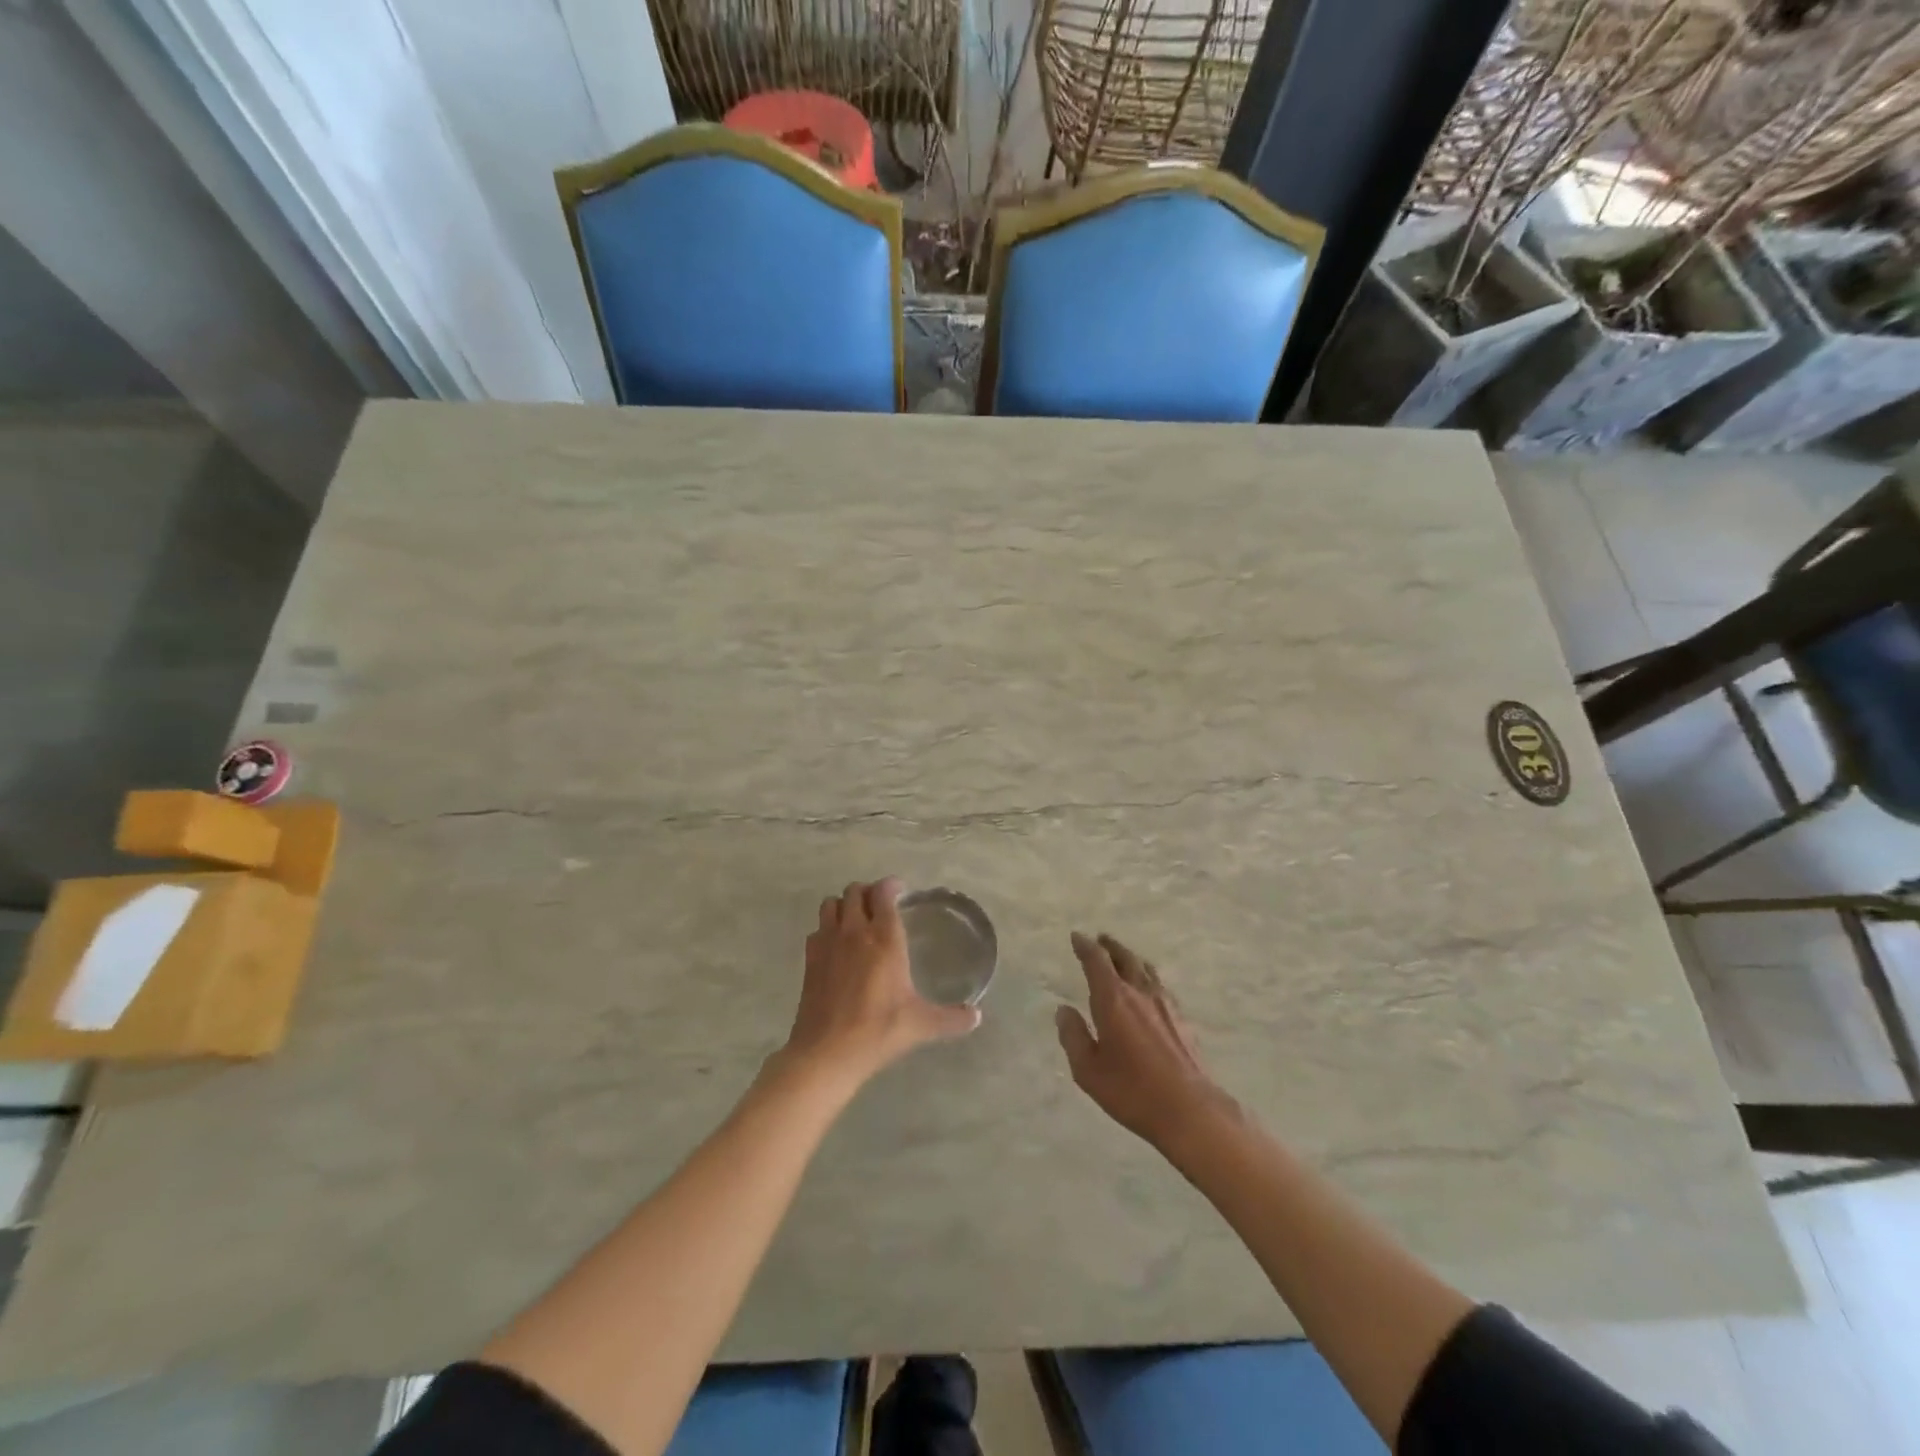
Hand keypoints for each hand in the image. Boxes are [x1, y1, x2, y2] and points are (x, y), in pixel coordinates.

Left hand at [780, 878, 980, 1087]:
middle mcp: (855, 931)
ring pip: (831, 904)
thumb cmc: (878, 1031)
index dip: (891, 886)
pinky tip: (836, 946)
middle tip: (880, 905)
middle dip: (868, 892)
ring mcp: (828, 943)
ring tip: (857, 919)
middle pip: (855, 891)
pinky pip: (817, 929)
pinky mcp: (810, 959)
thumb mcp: (921, 1024)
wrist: (827, 1052)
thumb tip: (976, 1017)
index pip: (884, 893)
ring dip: (845, 905)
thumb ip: (951, 1018)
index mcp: (884, 939)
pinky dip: (827, 928)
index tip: (900, 890)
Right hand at [1056, 932, 1237, 1151]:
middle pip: (1125, 958)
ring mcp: (1165, 1004)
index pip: (1097, 961)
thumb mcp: (1088, 1070)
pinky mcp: (1182, 1019)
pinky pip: (1160, 985)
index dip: (1085, 946)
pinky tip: (1149, 988)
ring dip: (1131, 958)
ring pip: (1146, 969)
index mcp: (1113, 999)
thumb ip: (1073, 1036)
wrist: (1190, 1109)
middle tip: (1100, 939)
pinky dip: (1148, 977)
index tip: (1077, 937)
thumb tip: (1064, 1010)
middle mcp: (1140, 992)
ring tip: (1124, 957)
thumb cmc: (1132, 1090)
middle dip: (1110, 947)